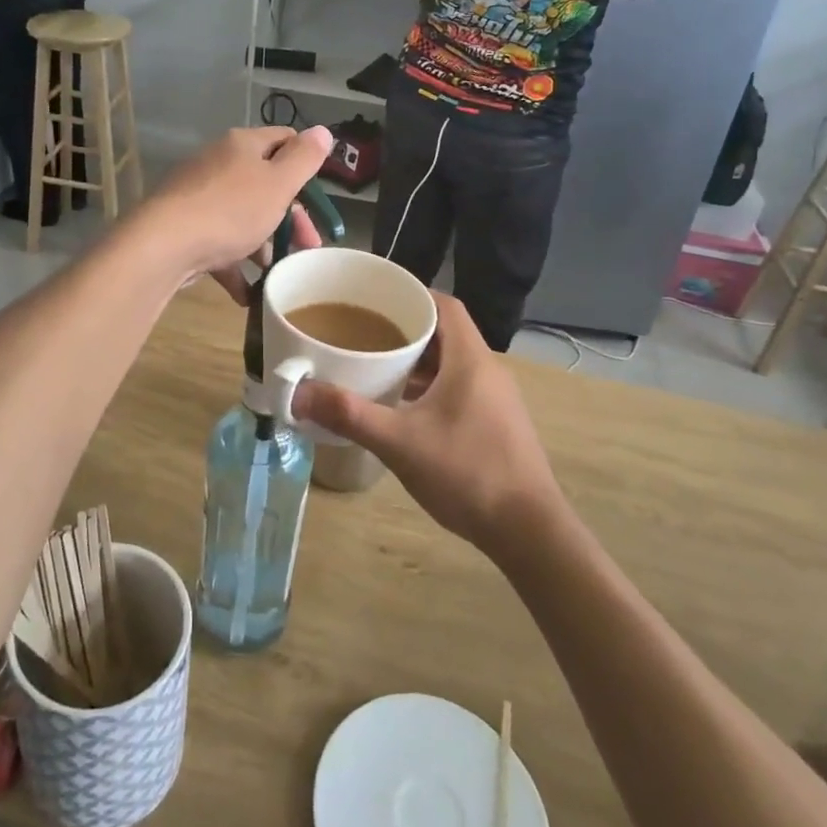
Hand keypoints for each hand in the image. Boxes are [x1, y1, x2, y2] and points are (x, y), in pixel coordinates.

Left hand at [139, 126, 332, 288]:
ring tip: (282, 274)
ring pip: (243, 218)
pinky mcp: (186, 228)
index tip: (318, 198)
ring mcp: (199, 197)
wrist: (164, 244)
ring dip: (265, 246)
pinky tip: (250, 294)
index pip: (284, 140)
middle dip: (291, 218)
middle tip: (309, 247)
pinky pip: (219, 245)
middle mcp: (220, 164)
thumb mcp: (279, 183)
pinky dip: (236, 267)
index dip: (306, 164)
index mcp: (243, 146)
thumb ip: (304, 158)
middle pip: (266, 185)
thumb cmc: (231, 210)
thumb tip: (323, 130)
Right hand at [293, 293, 563, 554]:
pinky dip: (430, 388)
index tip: (375, 299)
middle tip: (364, 333)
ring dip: (418, 363)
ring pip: (452, 364)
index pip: (445, 305)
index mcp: (471, 360)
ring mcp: (496, 399)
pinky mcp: (496, 424)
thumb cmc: (466, 473)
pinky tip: (404, 409)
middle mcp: (487, 371)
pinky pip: (459, 389)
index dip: (412, 295)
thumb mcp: (400, 442)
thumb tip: (299, 394)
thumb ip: (350, 415)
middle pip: (446, 333)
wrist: (527, 531)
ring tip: (377, 367)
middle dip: (406, 330)